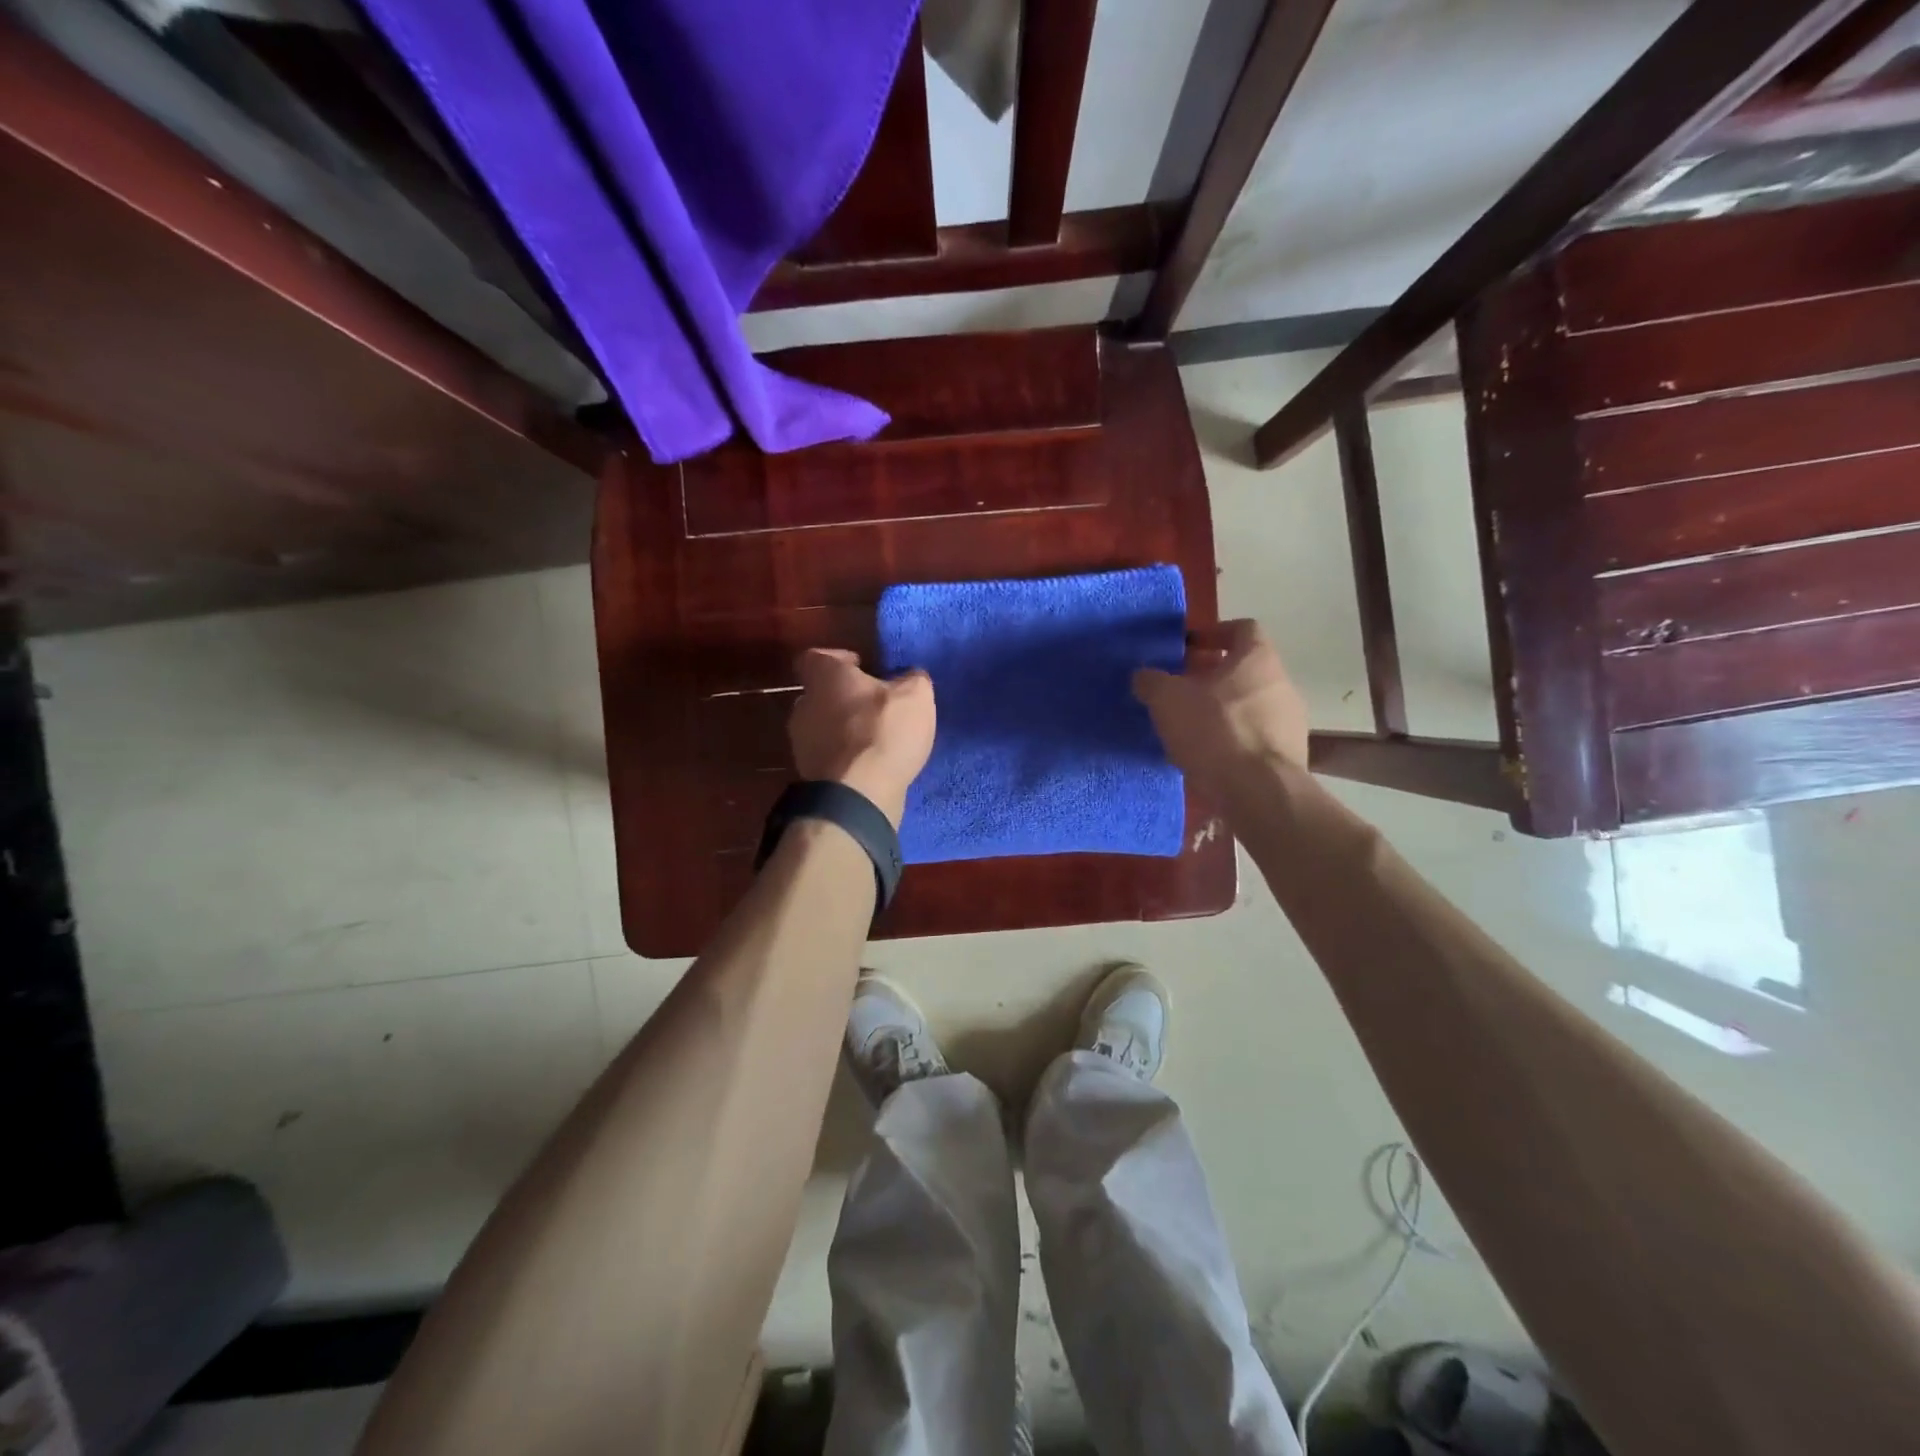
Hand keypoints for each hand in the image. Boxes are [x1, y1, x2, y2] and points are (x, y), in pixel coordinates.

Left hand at [788, 649, 935, 827]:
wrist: (857, 796)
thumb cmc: (883, 733)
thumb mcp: (915, 696)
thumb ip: (913, 679)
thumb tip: (911, 677)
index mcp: (824, 677)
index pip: (816, 657)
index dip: (838, 658)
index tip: (861, 665)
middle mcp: (804, 705)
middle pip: (820, 693)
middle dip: (845, 698)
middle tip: (875, 705)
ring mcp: (801, 743)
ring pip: (822, 727)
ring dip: (845, 730)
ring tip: (877, 739)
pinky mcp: (808, 775)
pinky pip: (829, 757)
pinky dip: (845, 758)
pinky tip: (871, 765)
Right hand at [1132, 619, 1308, 791]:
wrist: (1259, 792)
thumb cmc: (1215, 731)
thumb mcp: (1168, 700)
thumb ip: (1152, 681)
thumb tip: (1144, 676)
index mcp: (1257, 658)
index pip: (1242, 628)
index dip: (1213, 633)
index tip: (1187, 648)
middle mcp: (1281, 683)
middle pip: (1244, 669)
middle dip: (1211, 677)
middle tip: (1179, 690)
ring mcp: (1290, 721)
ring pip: (1249, 704)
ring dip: (1221, 710)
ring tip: (1189, 728)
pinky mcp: (1288, 755)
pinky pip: (1254, 737)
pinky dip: (1232, 740)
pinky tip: (1208, 757)